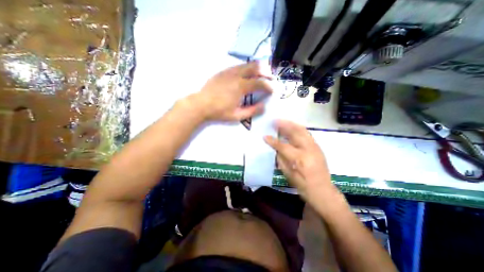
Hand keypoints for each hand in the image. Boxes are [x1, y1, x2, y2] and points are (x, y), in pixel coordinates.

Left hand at [190, 61, 271, 120]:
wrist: (201, 104)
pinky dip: (246, 68)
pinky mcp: (223, 71)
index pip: (260, 83)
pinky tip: (246, 74)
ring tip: (261, 74)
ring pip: (246, 64)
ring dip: (256, 68)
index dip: (268, 86)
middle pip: (255, 67)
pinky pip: (237, 66)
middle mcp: (236, 75)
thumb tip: (264, 106)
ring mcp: (229, 71)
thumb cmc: (219, 111)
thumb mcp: (237, 116)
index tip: (273, 90)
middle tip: (270, 77)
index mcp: (241, 86)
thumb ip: (252, 111)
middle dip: (265, 71)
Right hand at [265, 119, 337, 200]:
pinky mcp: (318, 147)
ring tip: (282, 121)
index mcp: (299, 159)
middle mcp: (308, 150)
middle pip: (295, 132)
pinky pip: (307, 134)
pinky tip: (292, 127)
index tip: (265, 136)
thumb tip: (275, 147)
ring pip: (302, 130)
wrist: (322, 190)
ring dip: (291, 124)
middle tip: (275, 121)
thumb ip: (280, 158)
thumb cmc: (302, 185)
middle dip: (283, 125)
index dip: (272, 141)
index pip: (283, 146)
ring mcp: (315, 147)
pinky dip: (298, 128)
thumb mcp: (288, 174)